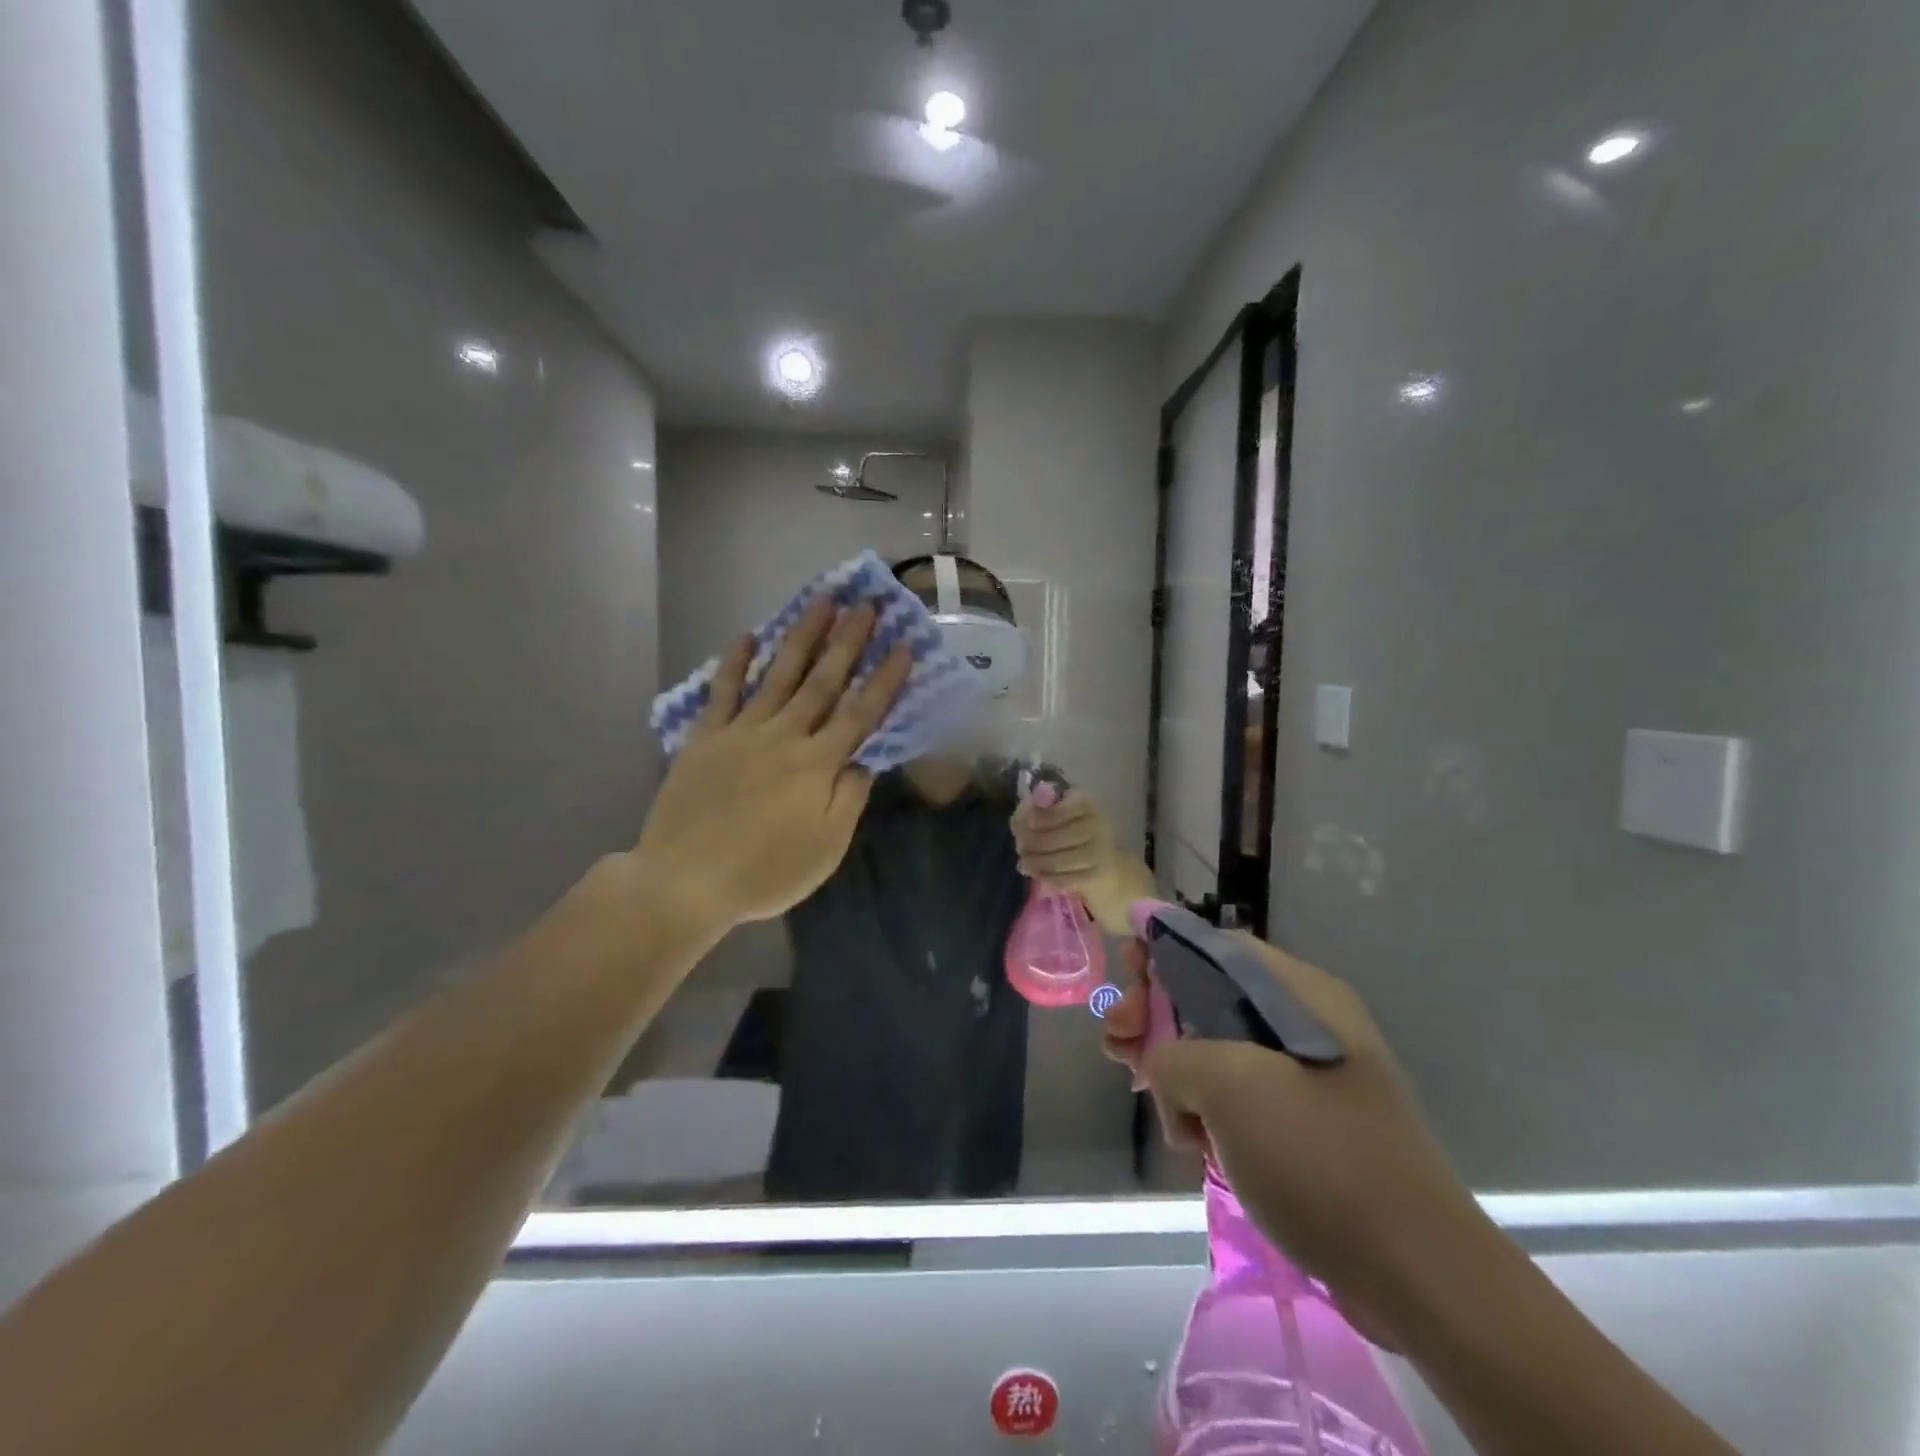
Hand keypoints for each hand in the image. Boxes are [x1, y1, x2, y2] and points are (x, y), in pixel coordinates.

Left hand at [625, 599, 910, 945]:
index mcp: (817, 764)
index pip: (860, 713)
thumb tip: (863, 760)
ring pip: (778, 674)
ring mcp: (741, 731)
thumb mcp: (825, 849)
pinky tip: (748, 636)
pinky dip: (734, 663)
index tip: (903, 645)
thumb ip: (849, 799)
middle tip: (867, 604)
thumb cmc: (764, 872)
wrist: (684, 882)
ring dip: (803, 636)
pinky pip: (722, 691)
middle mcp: (784, 736)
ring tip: (822, 601)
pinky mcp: (705, 737)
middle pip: (822, 681)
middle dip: (848, 641)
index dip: (884, 679)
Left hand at [1010, 789, 1146, 932]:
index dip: (1039, 817)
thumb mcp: (1064, 819)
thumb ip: (1040, 813)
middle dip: (1031, 844)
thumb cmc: (1080, 839)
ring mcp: (1101, 851)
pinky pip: (1066, 879)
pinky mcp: (1099, 875)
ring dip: (1036, 863)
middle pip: (1055, 836)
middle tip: (1019, 849)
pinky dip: (1049, 880)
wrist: (1115, 871)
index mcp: (1088, 804)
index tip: (1026, 823)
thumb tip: (1021, 816)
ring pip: (1058, 859)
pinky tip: (1040, 880)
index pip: (1060, 809)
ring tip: (1024, 864)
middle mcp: (1098, 824)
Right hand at [1100, 936, 1490, 1352]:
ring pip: (1216, 1047)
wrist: (1420, 1276)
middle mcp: (1303, 1022)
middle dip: (1154, 1010)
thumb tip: (1160, 1064)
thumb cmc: (1321, 1159)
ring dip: (1170, 1061)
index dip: (1162, 947)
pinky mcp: (1302, 1125)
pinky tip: (1188, 1138)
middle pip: (1209, 993)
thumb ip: (1174, 1054)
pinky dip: (1201, 1106)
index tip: (1125, 972)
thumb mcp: (1230, 1087)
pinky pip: (1236, 1095)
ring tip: (1138, 1085)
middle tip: (1115, 1041)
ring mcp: (1305, 1076)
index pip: (1217, 945)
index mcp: (1299, 993)